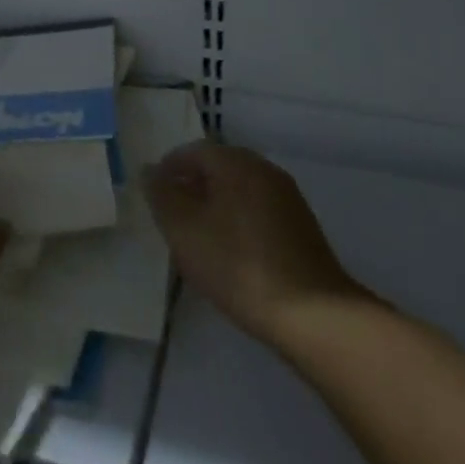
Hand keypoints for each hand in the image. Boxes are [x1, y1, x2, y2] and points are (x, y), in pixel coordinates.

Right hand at [145, 142, 361, 344]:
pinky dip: (237, 221)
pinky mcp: (301, 227)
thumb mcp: (185, 230)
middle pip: (218, 167)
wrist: (313, 313)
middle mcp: (264, 169)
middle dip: (192, 186)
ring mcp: (287, 197)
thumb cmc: (238, 264)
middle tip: (172, 216)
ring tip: (197, 238)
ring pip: (239, 189)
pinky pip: (258, 210)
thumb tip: (150, 171)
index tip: (154, 196)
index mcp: (236, 162)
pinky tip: (230, 253)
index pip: (193, 150)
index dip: (169, 168)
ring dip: (215, 204)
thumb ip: (162, 196)